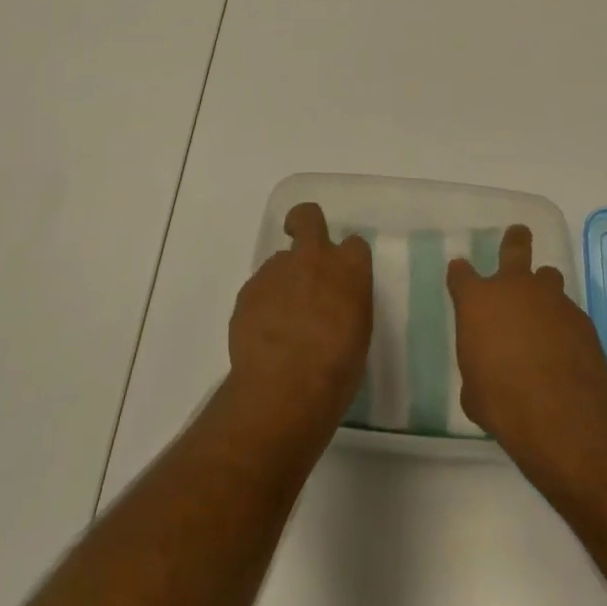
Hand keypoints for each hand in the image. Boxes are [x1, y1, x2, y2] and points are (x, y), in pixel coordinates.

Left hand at [226, 202, 372, 443]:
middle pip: (308, 216)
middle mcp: (314, 258)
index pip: (354, 244)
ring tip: (280, 324)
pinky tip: (263, 338)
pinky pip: (258, 290)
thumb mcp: (358, 335)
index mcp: (349, 269)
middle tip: (302, 249)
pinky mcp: (249, 290)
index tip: (343, 277)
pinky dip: (261, 306)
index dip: (347, 259)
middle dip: (303, 223)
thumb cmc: (335, 371)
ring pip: (279, 263)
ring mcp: (277, 270)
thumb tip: (333, 303)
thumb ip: (346, 304)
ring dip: (282, 282)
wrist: (283, 389)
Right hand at [448, 224, 606, 487]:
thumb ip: (476, 368)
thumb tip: (484, 370)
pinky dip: (564, 324)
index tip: (460, 276)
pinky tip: (566, 349)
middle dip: (515, 239)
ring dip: (544, 289)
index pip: (460, 273)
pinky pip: (568, 312)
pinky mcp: (581, 318)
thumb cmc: (504, 404)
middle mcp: (514, 288)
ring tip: (544, 310)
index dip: (460, 274)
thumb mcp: (474, 392)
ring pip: (548, 276)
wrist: (563, 417)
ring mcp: (551, 298)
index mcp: (478, 301)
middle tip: (518, 235)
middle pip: (514, 246)